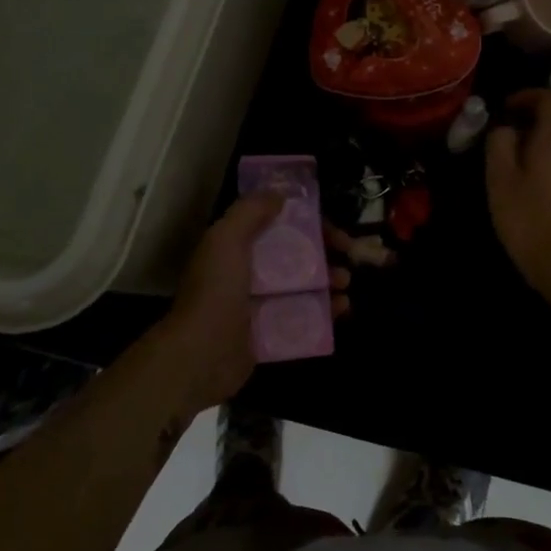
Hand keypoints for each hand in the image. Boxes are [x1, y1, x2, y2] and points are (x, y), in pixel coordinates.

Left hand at [147, 195, 364, 417]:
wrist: (201, 355)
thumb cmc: (216, 291)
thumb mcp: (227, 238)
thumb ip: (250, 211)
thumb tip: (279, 195)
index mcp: (235, 246)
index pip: (279, 226)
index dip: (308, 223)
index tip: (333, 229)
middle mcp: (247, 273)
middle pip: (294, 255)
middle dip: (324, 252)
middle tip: (349, 256)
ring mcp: (258, 306)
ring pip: (302, 287)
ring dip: (328, 281)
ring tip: (345, 284)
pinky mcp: (269, 335)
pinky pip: (303, 319)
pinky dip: (324, 312)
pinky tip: (341, 308)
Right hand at [485, 89, 550, 303]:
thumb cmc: (532, 221)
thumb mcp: (501, 181)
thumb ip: (499, 146)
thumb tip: (504, 128)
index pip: (549, 99)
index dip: (525, 96)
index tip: (503, 109)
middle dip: (525, 128)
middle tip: (497, 146)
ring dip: (534, 153)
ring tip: (507, 174)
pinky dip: (544, 172)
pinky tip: (528, 198)